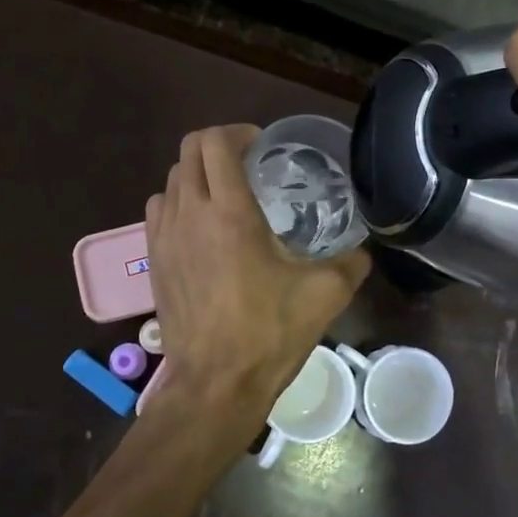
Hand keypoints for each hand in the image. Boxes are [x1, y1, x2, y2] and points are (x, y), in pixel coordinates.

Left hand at [144, 125, 370, 441]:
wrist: (216, 384)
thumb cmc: (269, 332)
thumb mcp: (325, 294)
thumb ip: (351, 262)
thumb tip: (365, 248)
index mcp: (229, 211)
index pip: (215, 142)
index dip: (237, 132)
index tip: (262, 146)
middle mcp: (189, 214)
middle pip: (188, 152)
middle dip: (218, 146)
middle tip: (248, 165)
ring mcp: (164, 237)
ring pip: (171, 180)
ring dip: (197, 175)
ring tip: (225, 195)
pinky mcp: (152, 261)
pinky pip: (159, 211)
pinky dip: (179, 203)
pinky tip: (202, 229)